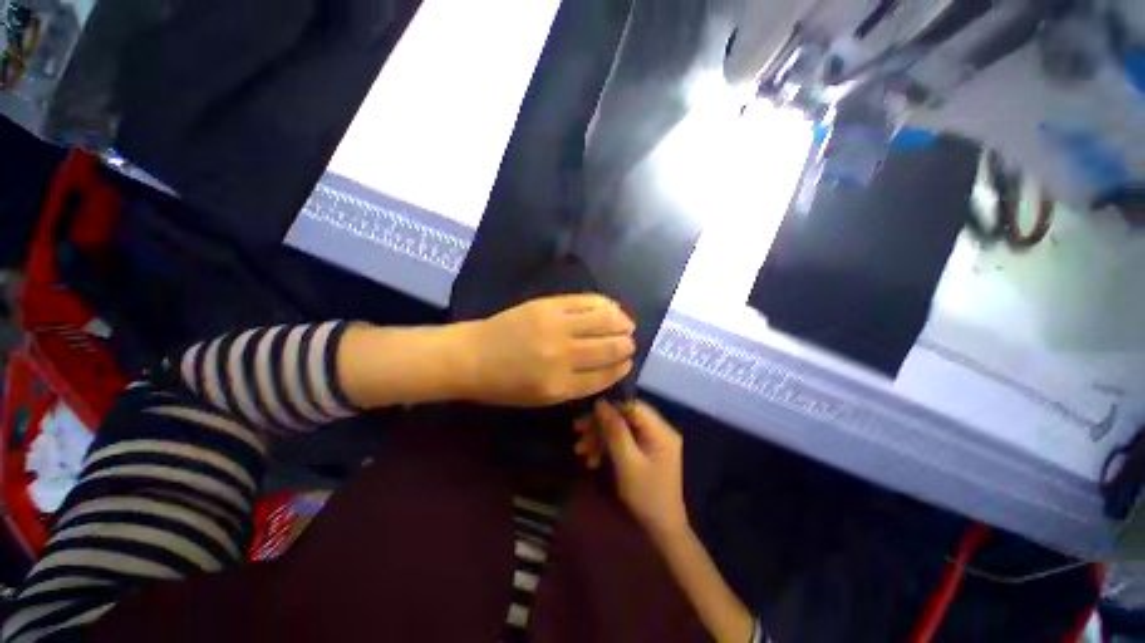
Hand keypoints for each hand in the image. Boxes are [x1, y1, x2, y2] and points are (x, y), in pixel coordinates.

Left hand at [460, 295, 635, 406]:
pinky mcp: (548, 305)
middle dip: (627, 345)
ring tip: (626, 324)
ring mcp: (556, 326)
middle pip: (609, 348)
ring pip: (604, 321)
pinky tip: (611, 308)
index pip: (605, 375)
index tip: (628, 362)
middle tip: (630, 342)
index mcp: (560, 386)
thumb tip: (608, 368)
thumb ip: (577, 385)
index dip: (622, 367)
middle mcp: (563, 356)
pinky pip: (586, 301)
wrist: (472, 356)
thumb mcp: (542, 398)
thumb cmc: (505, 385)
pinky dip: (605, 305)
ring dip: (622, 322)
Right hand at [575, 399, 687, 540]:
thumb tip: (600, 403)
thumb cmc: (646, 496)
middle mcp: (658, 431)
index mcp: (660, 431)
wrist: (662, 529)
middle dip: (600, 425)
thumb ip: (615, 431)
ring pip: (621, 429)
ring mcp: (651, 441)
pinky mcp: (645, 451)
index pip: (632, 406)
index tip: (588, 416)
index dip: (610, 408)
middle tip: (577, 431)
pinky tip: (592, 460)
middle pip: (625, 417)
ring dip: (600, 437)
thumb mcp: (628, 463)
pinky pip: (623, 441)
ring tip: (580, 450)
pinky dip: (607, 448)